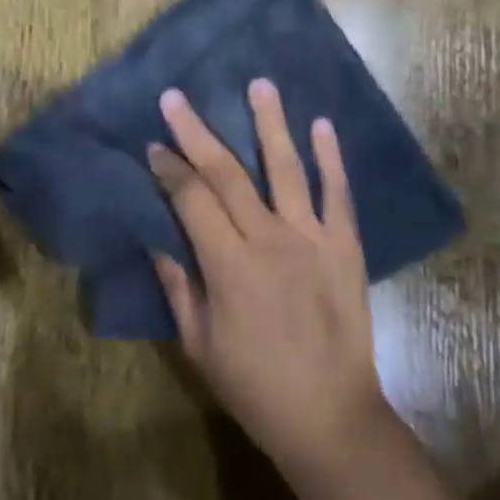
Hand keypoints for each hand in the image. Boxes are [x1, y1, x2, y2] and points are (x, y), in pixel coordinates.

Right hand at [149, 79, 389, 476]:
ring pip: (286, 168)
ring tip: (259, 84)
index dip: (169, 168)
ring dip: (270, 124)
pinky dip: (331, 158)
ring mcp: (312, 238)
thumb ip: (179, 288)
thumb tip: (158, 241)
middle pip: (228, 174)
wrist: (331, 415)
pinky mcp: (345, 246)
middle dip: (197, 133)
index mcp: (228, 265)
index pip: (192, 199)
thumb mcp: (199, 345)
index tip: (154, 144)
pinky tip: (322, 125)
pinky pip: (338, 194)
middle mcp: (270, 239)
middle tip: (177, 97)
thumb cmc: (255, 387)